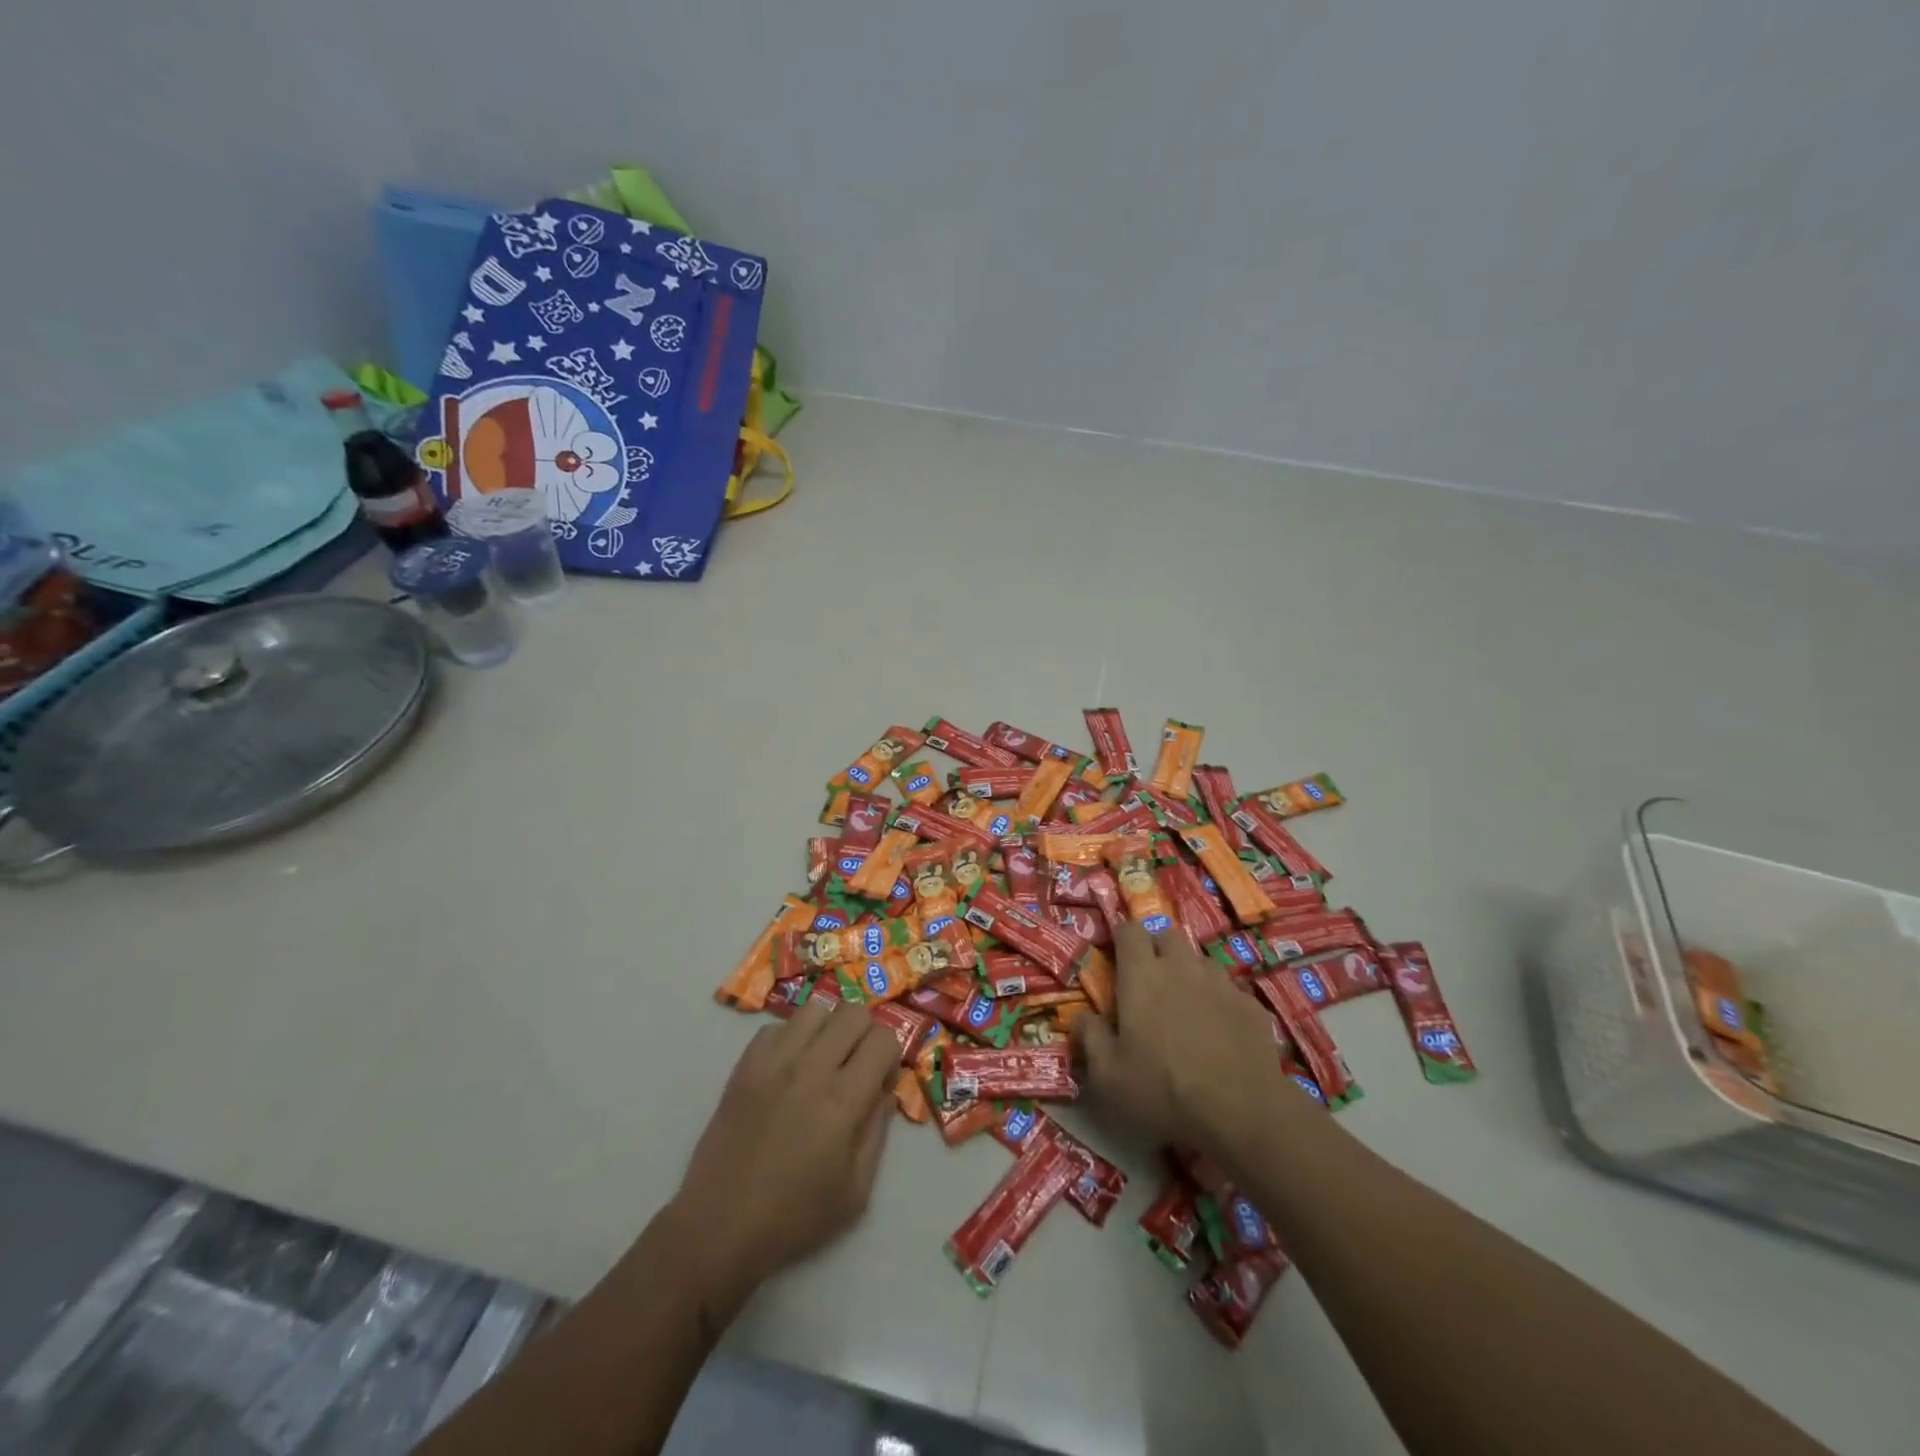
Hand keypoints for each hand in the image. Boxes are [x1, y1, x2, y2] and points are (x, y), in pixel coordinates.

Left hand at [670, 997, 898, 1297]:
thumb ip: (877, 1131)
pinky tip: (787, 1069)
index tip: (880, 1081)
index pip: (883, 1038)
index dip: (890, 1056)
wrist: (719, 1227)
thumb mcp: (856, 1191)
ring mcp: (773, 1061)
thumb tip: (885, 1090)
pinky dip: (790, 1039)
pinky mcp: (745, 1065)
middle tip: (854, 1066)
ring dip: (827, 1029)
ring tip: (820, 1061)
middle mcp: (810, 1068)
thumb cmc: (794, 1217)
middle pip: (853, 1011)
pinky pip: (776, 1026)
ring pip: (815, 1009)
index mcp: (843, 1100)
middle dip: (864, 1034)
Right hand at [1072, 922, 1305, 1158]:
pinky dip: (1220, 1002)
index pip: (1129, 930)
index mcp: (1142, 975)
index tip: (1115, 953)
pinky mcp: (1252, 1006)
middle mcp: (1181, 967)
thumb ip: (1089, 1037)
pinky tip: (1220, 1032)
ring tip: (1186, 1005)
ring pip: (1200, 961)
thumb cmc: (1163, 1090)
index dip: (1121, 936)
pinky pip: (1230, 991)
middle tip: (1149, 979)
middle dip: (1156, 948)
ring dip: (1189, 973)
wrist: (1242, 1113)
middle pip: (1167, 935)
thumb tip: (1081, 1017)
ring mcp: (1221, 983)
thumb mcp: (1108, 1075)